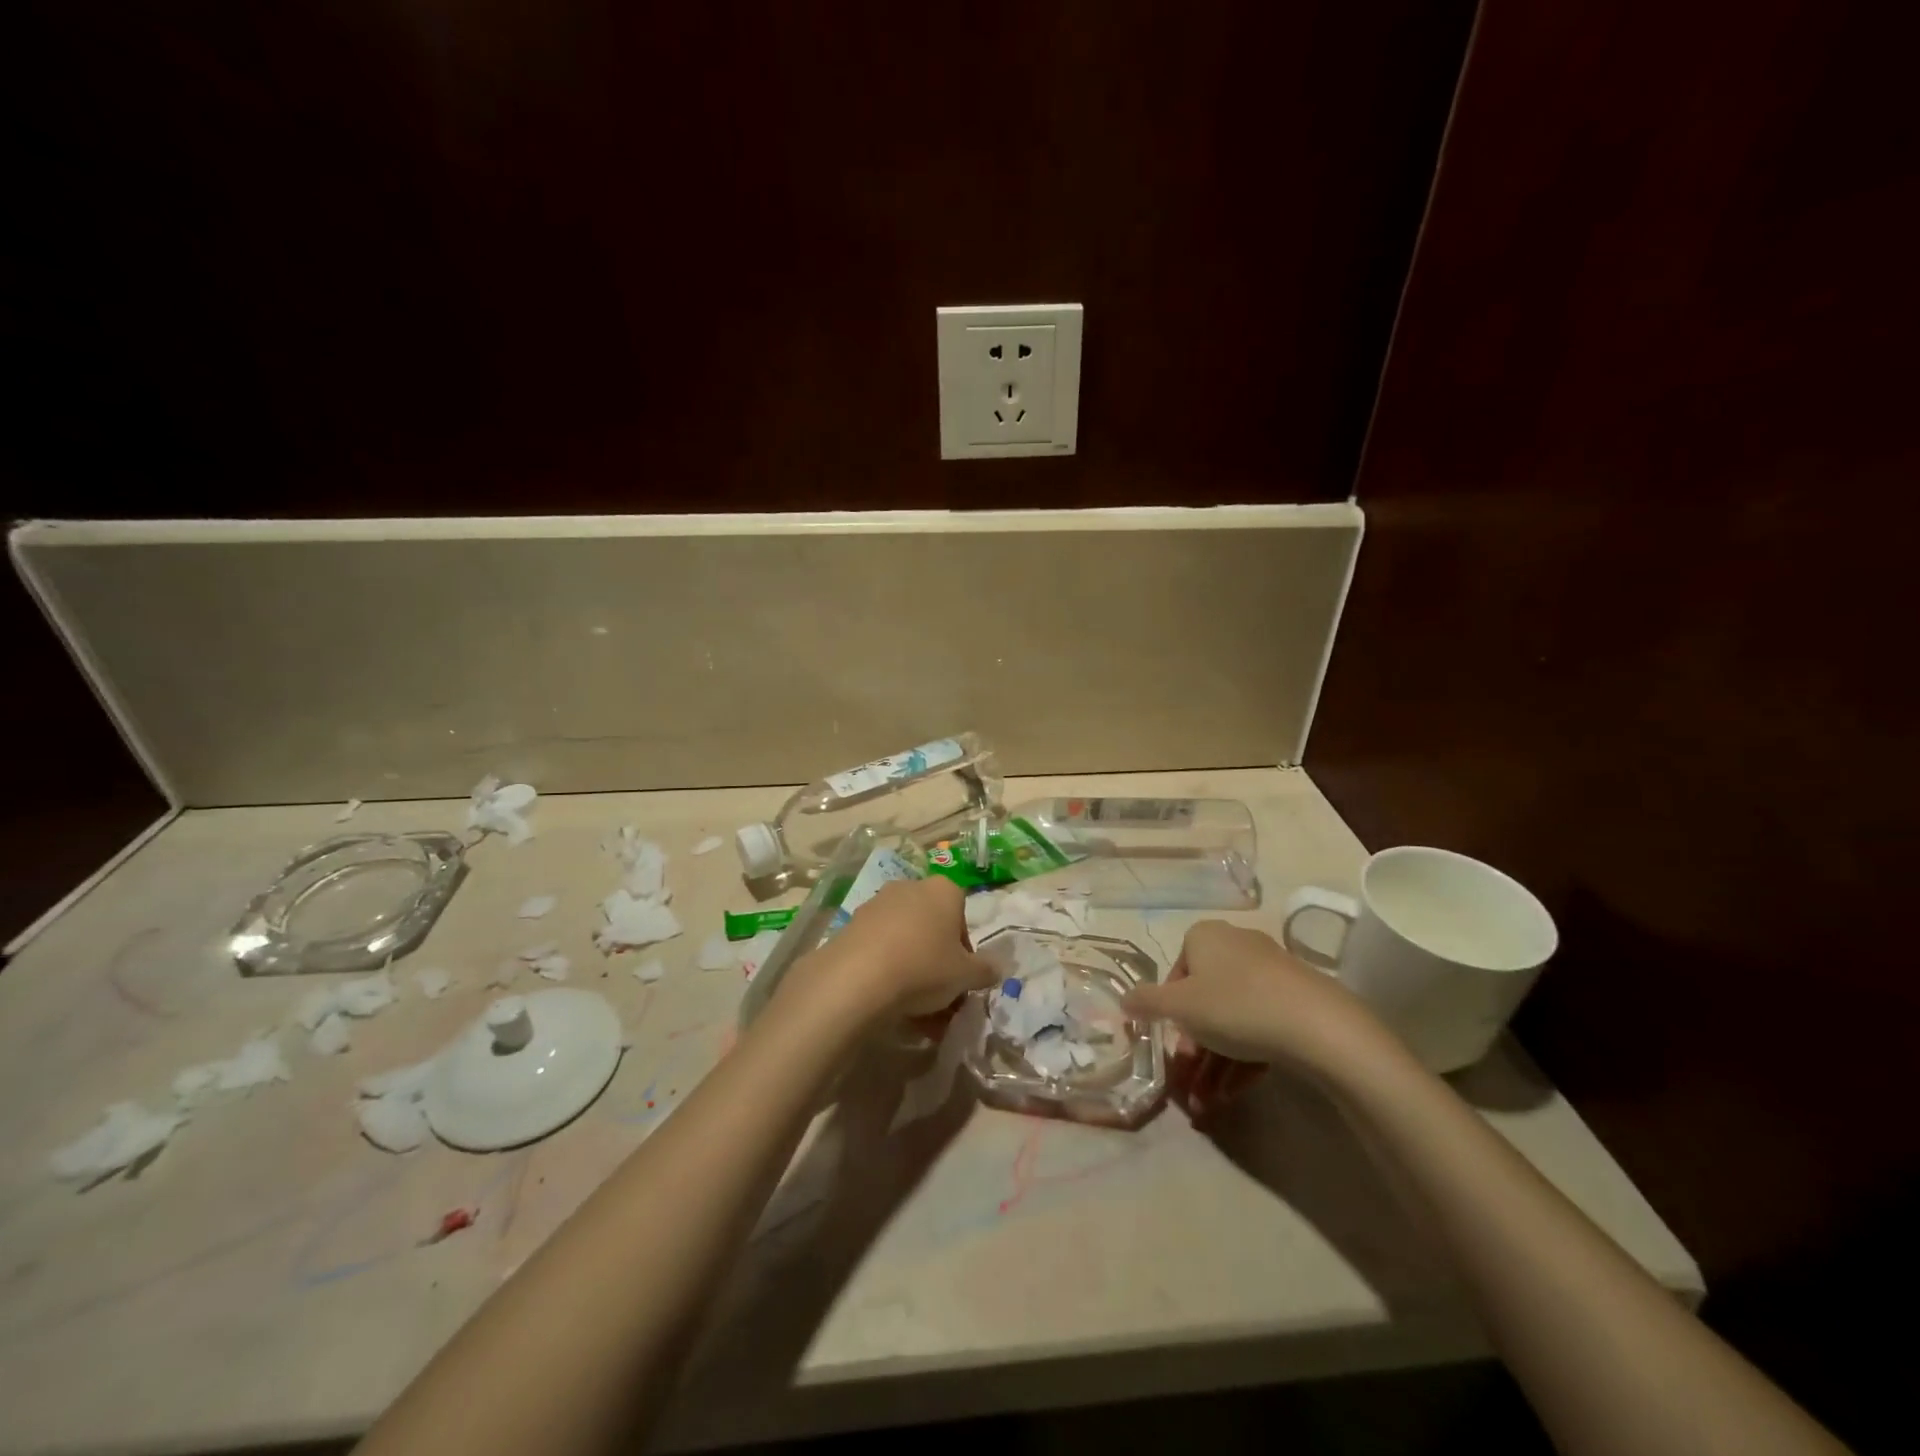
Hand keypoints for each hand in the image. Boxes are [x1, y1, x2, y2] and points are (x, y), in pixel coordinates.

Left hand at [805, 877, 997, 1022]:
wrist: (857, 978)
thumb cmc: (924, 967)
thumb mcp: (966, 975)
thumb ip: (985, 970)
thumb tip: (995, 969)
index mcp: (943, 890)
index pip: (962, 917)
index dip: (964, 950)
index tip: (961, 977)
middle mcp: (910, 888)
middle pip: (932, 928)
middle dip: (938, 963)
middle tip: (941, 998)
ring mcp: (877, 905)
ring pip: (905, 941)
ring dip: (913, 971)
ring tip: (916, 1014)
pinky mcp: (852, 925)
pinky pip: (880, 949)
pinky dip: (887, 972)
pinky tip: (889, 1005)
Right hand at [1122, 920, 1393, 1116]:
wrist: (1317, 1025)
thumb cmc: (1234, 1006)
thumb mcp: (1178, 1007)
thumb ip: (1146, 1003)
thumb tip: (1124, 1000)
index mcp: (1204, 937)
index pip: (1175, 973)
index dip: (1169, 1013)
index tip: (1172, 1043)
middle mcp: (1235, 946)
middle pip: (1204, 1001)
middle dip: (1194, 1048)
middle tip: (1188, 1081)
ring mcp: (1269, 972)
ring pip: (1231, 1020)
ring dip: (1214, 1064)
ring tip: (1208, 1106)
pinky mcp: (1295, 999)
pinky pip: (1259, 1027)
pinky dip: (1243, 1060)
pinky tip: (1234, 1095)